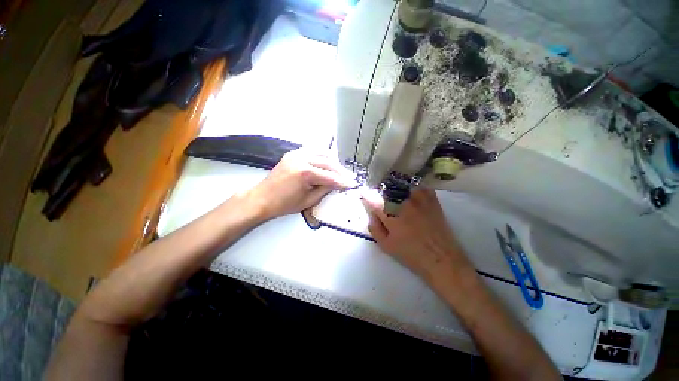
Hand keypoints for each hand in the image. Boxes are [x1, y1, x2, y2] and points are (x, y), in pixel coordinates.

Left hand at [245, 149, 357, 220]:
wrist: (262, 199)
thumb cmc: (284, 204)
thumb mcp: (309, 200)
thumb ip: (325, 190)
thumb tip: (337, 184)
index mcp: (305, 172)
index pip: (330, 176)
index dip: (343, 181)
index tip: (352, 184)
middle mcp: (301, 159)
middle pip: (328, 162)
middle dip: (340, 171)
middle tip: (349, 177)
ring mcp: (296, 154)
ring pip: (321, 153)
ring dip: (333, 161)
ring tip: (341, 170)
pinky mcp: (293, 154)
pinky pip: (312, 151)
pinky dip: (322, 155)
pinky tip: (328, 162)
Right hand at [361, 188, 471, 280]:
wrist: (441, 259)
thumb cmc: (411, 254)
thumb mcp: (386, 246)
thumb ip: (375, 229)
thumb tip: (372, 216)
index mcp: (390, 215)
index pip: (374, 200)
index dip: (367, 196)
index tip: (364, 194)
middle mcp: (403, 203)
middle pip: (388, 191)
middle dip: (382, 194)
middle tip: (383, 200)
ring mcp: (419, 200)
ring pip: (404, 187)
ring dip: (398, 190)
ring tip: (398, 196)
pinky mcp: (432, 201)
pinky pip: (422, 188)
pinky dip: (416, 189)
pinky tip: (414, 195)